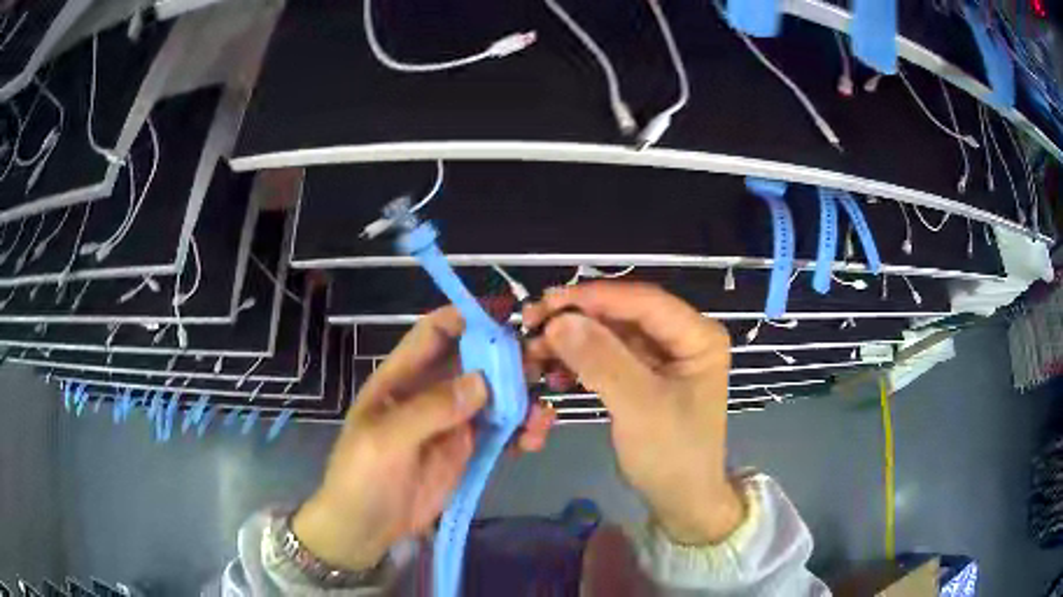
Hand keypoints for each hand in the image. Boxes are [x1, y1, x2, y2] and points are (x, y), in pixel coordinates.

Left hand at [294, 307, 555, 570]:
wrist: (366, 528)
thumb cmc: (362, 477)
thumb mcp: (384, 441)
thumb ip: (429, 410)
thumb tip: (481, 382)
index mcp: (402, 377)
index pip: (435, 332)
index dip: (467, 317)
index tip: (508, 315)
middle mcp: (431, 391)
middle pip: (475, 360)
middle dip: (509, 358)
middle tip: (544, 366)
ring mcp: (452, 421)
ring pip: (495, 395)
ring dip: (522, 397)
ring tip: (541, 417)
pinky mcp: (468, 449)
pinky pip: (501, 430)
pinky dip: (522, 429)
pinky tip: (534, 440)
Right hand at [523, 282, 743, 544]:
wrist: (681, 501)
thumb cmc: (672, 455)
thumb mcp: (639, 406)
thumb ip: (601, 360)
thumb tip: (558, 320)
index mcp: (698, 336)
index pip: (644, 301)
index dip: (595, 298)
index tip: (547, 303)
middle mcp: (682, 337)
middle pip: (624, 315)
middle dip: (577, 320)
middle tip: (531, 326)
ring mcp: (663, 357)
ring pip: (611, 335)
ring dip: (572, 341)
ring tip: (534, 353)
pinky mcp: (644, 376)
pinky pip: (608, 358)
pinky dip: (580, 362)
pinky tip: (554, 373)